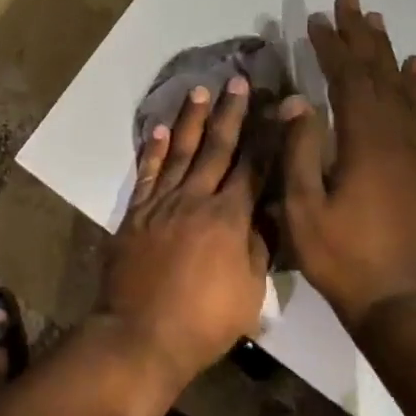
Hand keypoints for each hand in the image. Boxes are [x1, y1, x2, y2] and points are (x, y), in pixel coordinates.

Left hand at [102, 76, 269, 383]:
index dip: (268, 135)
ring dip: (193, 120)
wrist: (141, 333)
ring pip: (182, 152)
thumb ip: (258, 248)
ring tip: (202, 90)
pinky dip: (154, 149)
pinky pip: (147, 173)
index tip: (279, 105)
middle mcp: (196, 199)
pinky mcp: (136, 212)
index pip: (254, 167)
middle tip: (239, 81)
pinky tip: (161, 129)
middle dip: (231, 113)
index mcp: (229, 218)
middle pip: (218, 148)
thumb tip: (266, 215)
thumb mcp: (249, 292)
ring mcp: (162, 203)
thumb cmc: (204, 321)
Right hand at [280, 0, 415, 325]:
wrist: (403, 301)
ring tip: (377, 22)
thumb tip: (297, 99)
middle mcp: (396, 136)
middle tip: (350, 0)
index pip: (347, 80)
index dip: (331, 47)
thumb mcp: (305, 208)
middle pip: (378, 73)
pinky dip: (415, 85)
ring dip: (387, 52)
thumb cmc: (344, 256)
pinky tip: (414, 68)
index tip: (316, 19)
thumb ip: (300, 150)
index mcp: (365, 142)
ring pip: (402, 88)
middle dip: (361, 36)